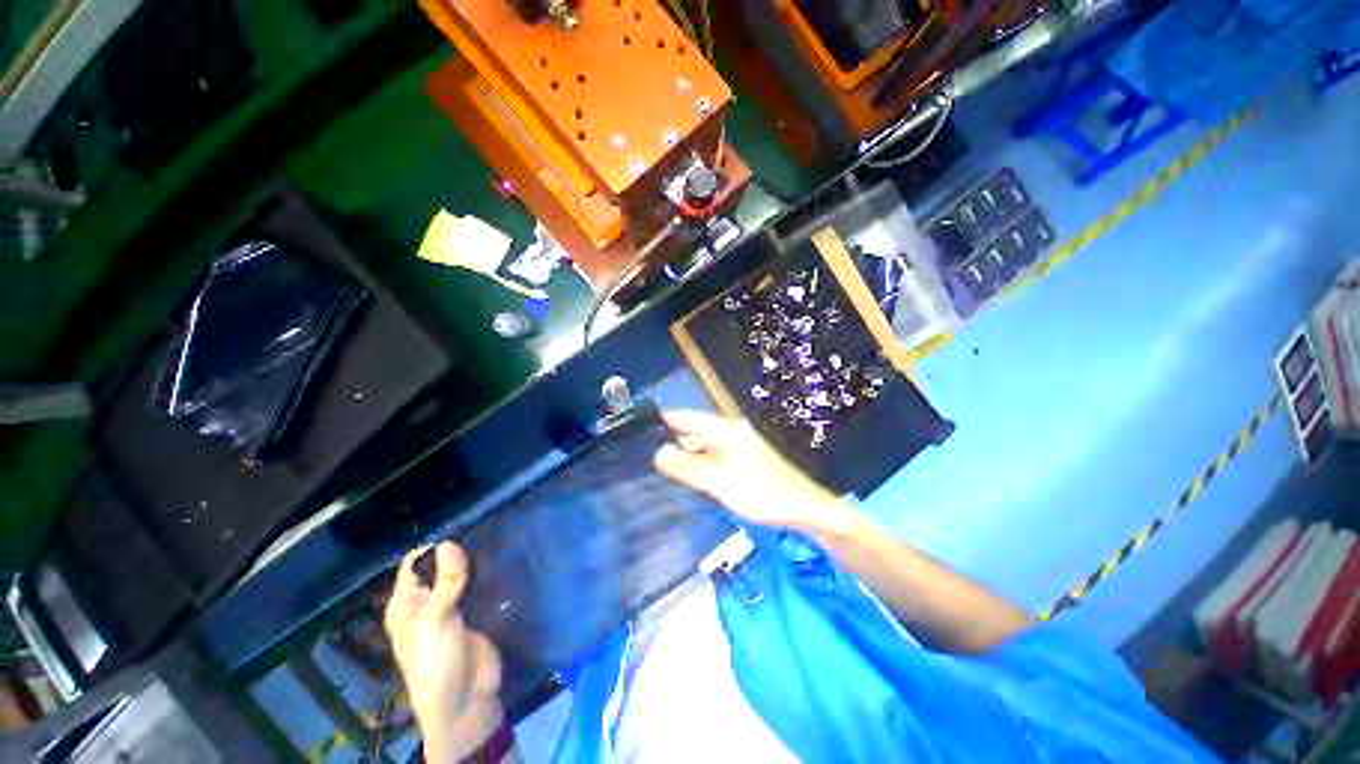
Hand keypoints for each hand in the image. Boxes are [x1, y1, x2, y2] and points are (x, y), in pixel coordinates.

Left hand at [385, 543, 501, 763]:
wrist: (466, 701)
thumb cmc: (438, 662)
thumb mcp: (437, 621)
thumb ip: (446, 582)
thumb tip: (448, 542)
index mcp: (406, 605)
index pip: (414, 565)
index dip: (434, 548)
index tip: (463, 530)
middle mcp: (426, 603)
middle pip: (440, 568)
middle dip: (459, 552)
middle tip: (486, 531)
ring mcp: (451, 609)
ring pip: (461, 577)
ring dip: (475, 564)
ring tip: (498, 541)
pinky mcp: (474, 615)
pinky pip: (478, 589)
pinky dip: (487, 577)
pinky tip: (502, 562)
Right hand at [653, 409, 852, 533]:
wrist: (804, 508)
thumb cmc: (762, 493)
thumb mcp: (719, 482)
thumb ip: (688, 468)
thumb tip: (658, 452)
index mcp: (726, 430)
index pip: (689, 417)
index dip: (667, 420)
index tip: (642, 427)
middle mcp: (732, 433)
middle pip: (697, 431)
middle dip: (674, 439)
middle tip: (646, 452)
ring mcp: (740, 446)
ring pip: (706, 445)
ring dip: (687, 453)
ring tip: (662, 466)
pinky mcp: (746, 460)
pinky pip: (716, 456)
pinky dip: (701, 462)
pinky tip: (691, 476)